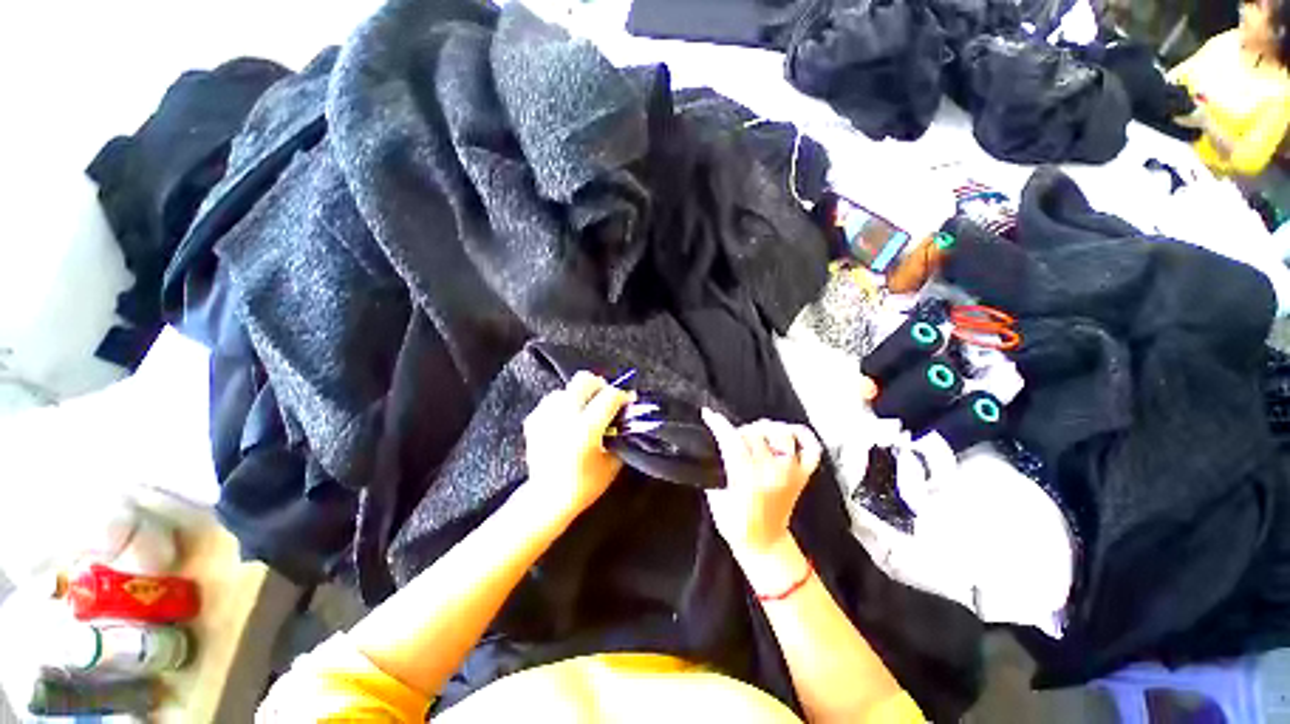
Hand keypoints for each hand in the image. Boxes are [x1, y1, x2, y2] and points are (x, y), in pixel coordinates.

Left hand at [523, 372, 633, 520]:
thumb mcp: (612, 463)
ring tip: (584, 410)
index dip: (622, 395)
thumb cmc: (584, 485)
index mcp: (586, 428)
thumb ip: (620, 437)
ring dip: (579, 395)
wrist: (547, 499)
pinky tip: (567, 419)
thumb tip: (625, 419)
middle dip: (600, 386)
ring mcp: (546, 416)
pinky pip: (551, 401)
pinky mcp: (533, 420)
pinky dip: (562, 405)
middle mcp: (565, 416)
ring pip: (566, 389)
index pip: (610, 395)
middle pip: (584, 380)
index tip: (628, 400)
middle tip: (606, 399)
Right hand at [702, 408, 822, 558]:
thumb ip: (715, 469)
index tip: (709, 414)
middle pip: (755, 433)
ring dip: (766, 429)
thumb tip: (711, 446)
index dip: (718, 424)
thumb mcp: (715, 497)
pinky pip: (811, 448)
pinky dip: (802, 435)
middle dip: (739, 430)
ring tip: (757, 435)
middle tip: (733, 438)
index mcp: (748, 478)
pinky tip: (788, 433)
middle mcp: (772, 471)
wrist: (764, 544)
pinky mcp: (803, 475)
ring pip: (782, 433)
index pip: (732, 440)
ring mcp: (791, 472)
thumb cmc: (736, 524)